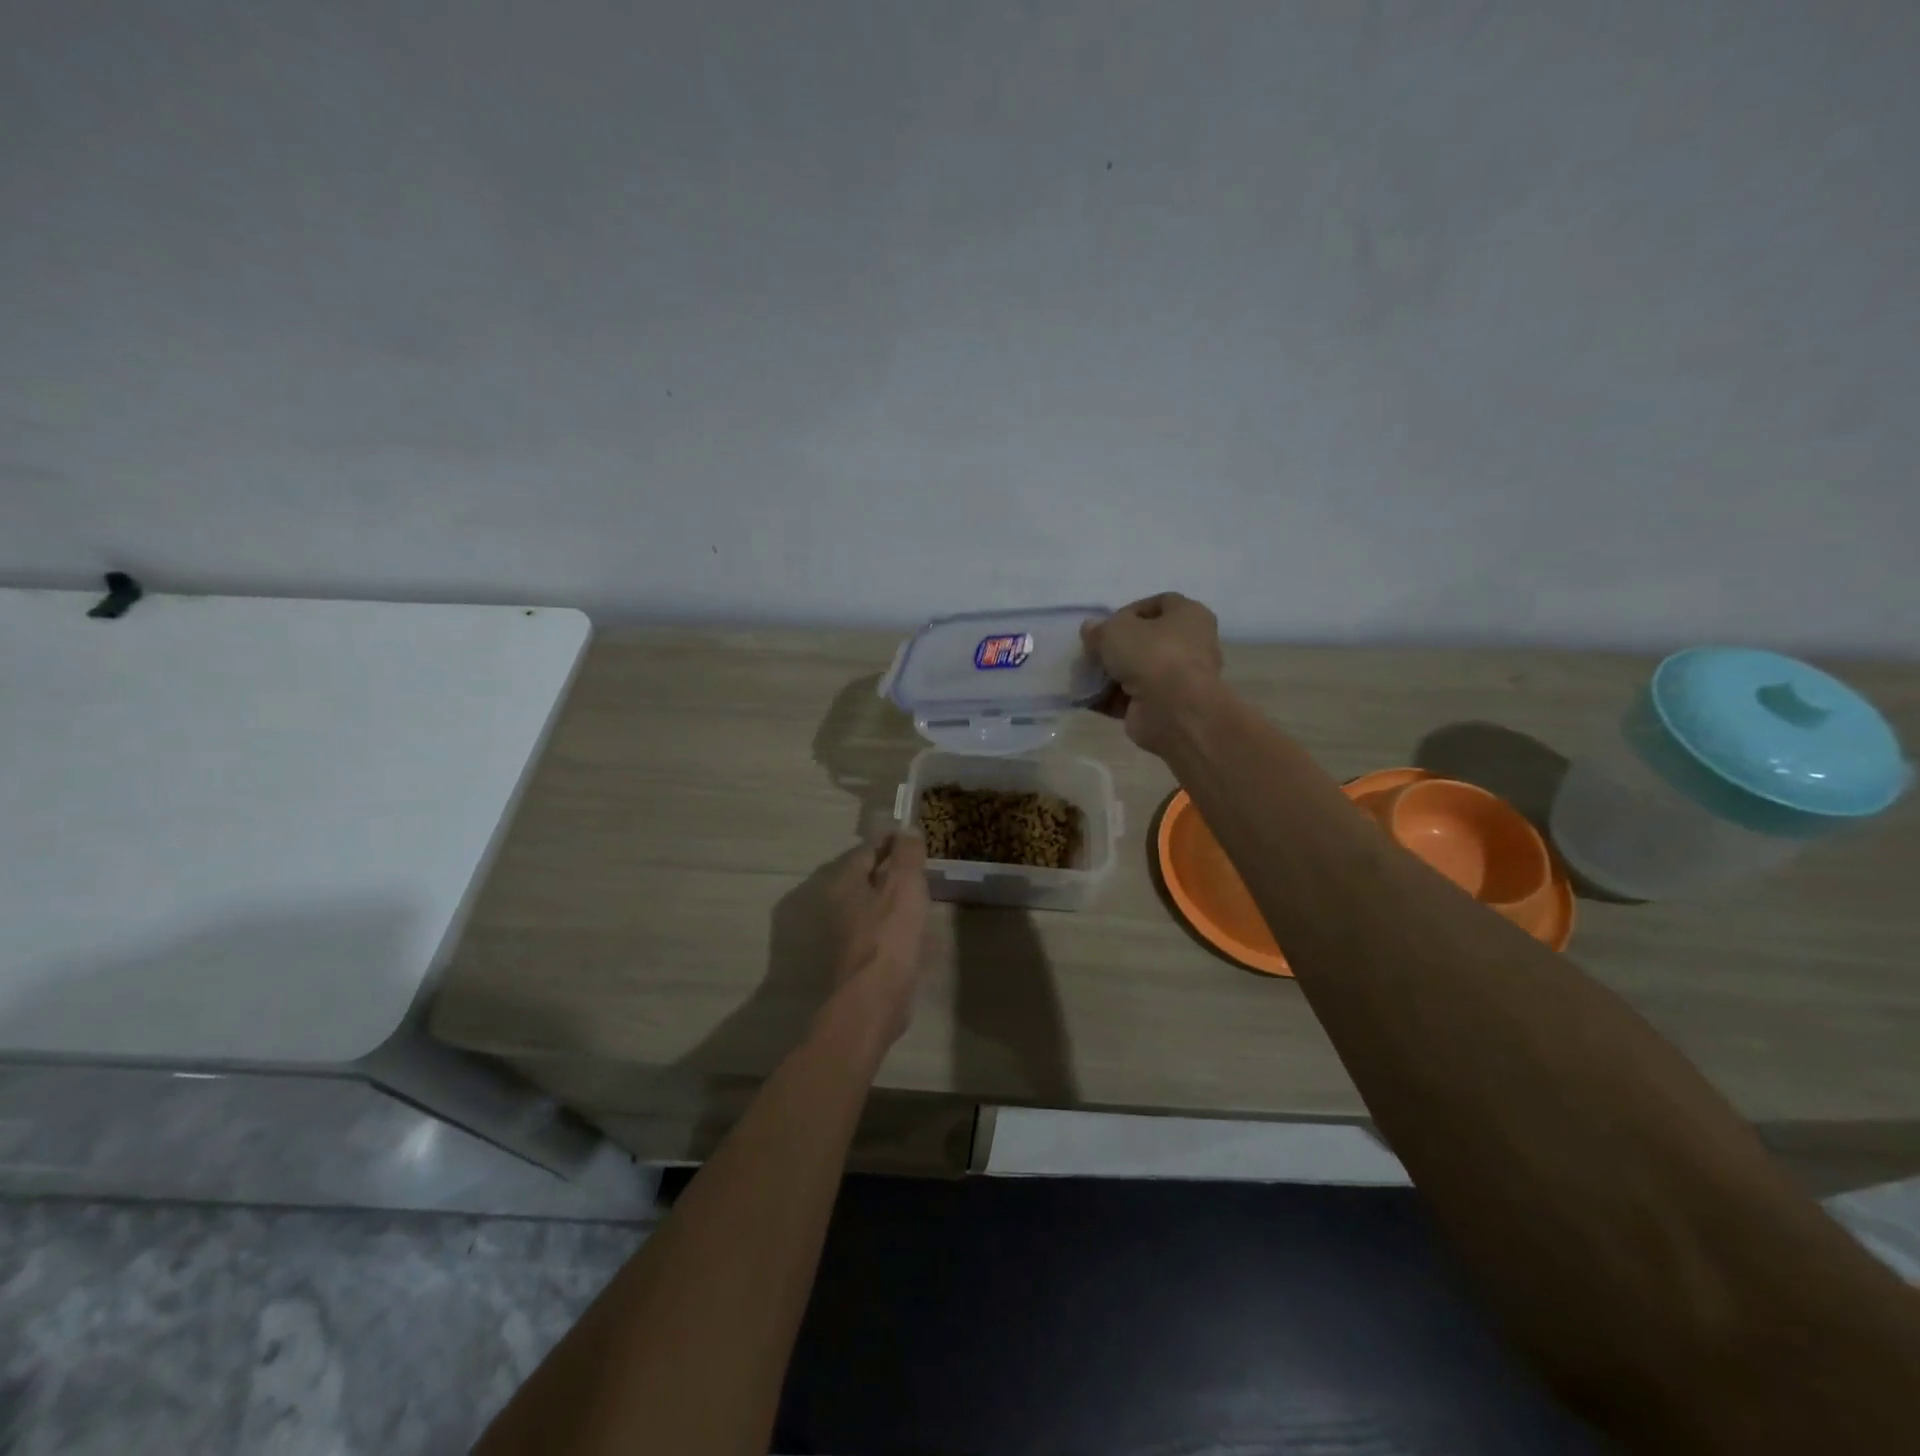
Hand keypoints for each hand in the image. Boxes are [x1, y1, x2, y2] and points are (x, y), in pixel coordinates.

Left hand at [822, 832, 929, 1044]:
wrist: (873, 1000)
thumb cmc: (888, 935)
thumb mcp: (904, 885)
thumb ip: (907, 855)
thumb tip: (907, 829)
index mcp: (845, 883)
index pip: (867, 850)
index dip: (890, 841)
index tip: (912, 838)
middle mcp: (839, 906)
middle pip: (868, 879)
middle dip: (891, 870)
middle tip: (920, 865)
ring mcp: (847, 935)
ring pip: (874, 907)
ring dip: (895, 899)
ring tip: (923, 895)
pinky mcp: (860, 960)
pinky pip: (882, 932)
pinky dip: (897, 926)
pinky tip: (918, 932)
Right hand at [1081, 593, 1224, 756]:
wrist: (1173, 709)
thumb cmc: (1151, 654)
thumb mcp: (1115, 630)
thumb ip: (1099, 629)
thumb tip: (1091, 629)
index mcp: (1189, 615)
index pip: (1159, 604)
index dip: (1130, 611)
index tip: (1106, 625)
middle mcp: (1191, 645)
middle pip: (1147, 641)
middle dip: (1116, 648)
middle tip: (1093, 653)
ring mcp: (1179, 678)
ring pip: (1139, 671)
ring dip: (1111, 675)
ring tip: (1086, 678)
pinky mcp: (1166, 706)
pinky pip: (1134, 698)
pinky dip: (1113, 699)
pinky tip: (1090, 699)